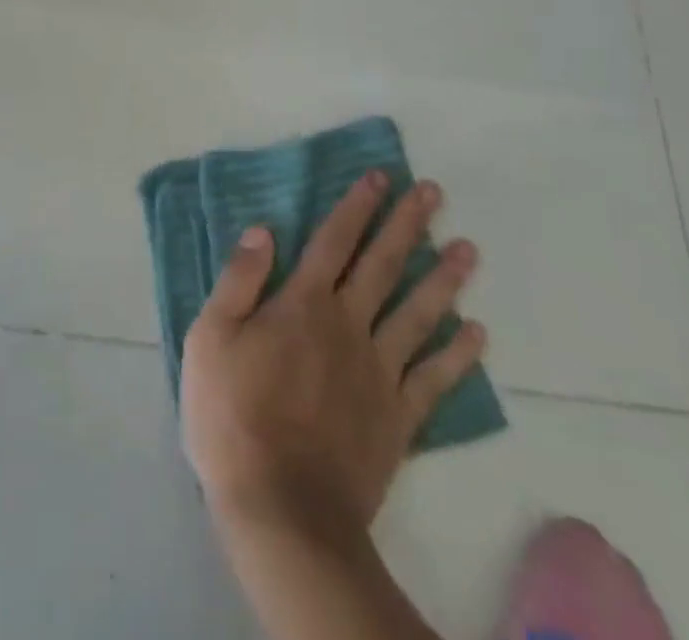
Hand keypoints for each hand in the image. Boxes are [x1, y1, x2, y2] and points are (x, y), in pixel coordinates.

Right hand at [180, 171, 484, 539]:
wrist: (281, 510)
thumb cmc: (232, 416)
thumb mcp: (211, 338)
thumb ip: (239, 281)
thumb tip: (264, 231)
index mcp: (302, 305)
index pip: (335, 242)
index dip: (357, 207)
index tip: (381, 178)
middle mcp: (348, 326)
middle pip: (383, 266)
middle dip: (408, 225)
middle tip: (434, 193)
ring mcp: (379, 373)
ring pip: (418, 314)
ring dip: (444, 279)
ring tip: (468, 249)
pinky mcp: (397, 418)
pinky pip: (434, 379)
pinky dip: (458, 354)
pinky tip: (478, 333)